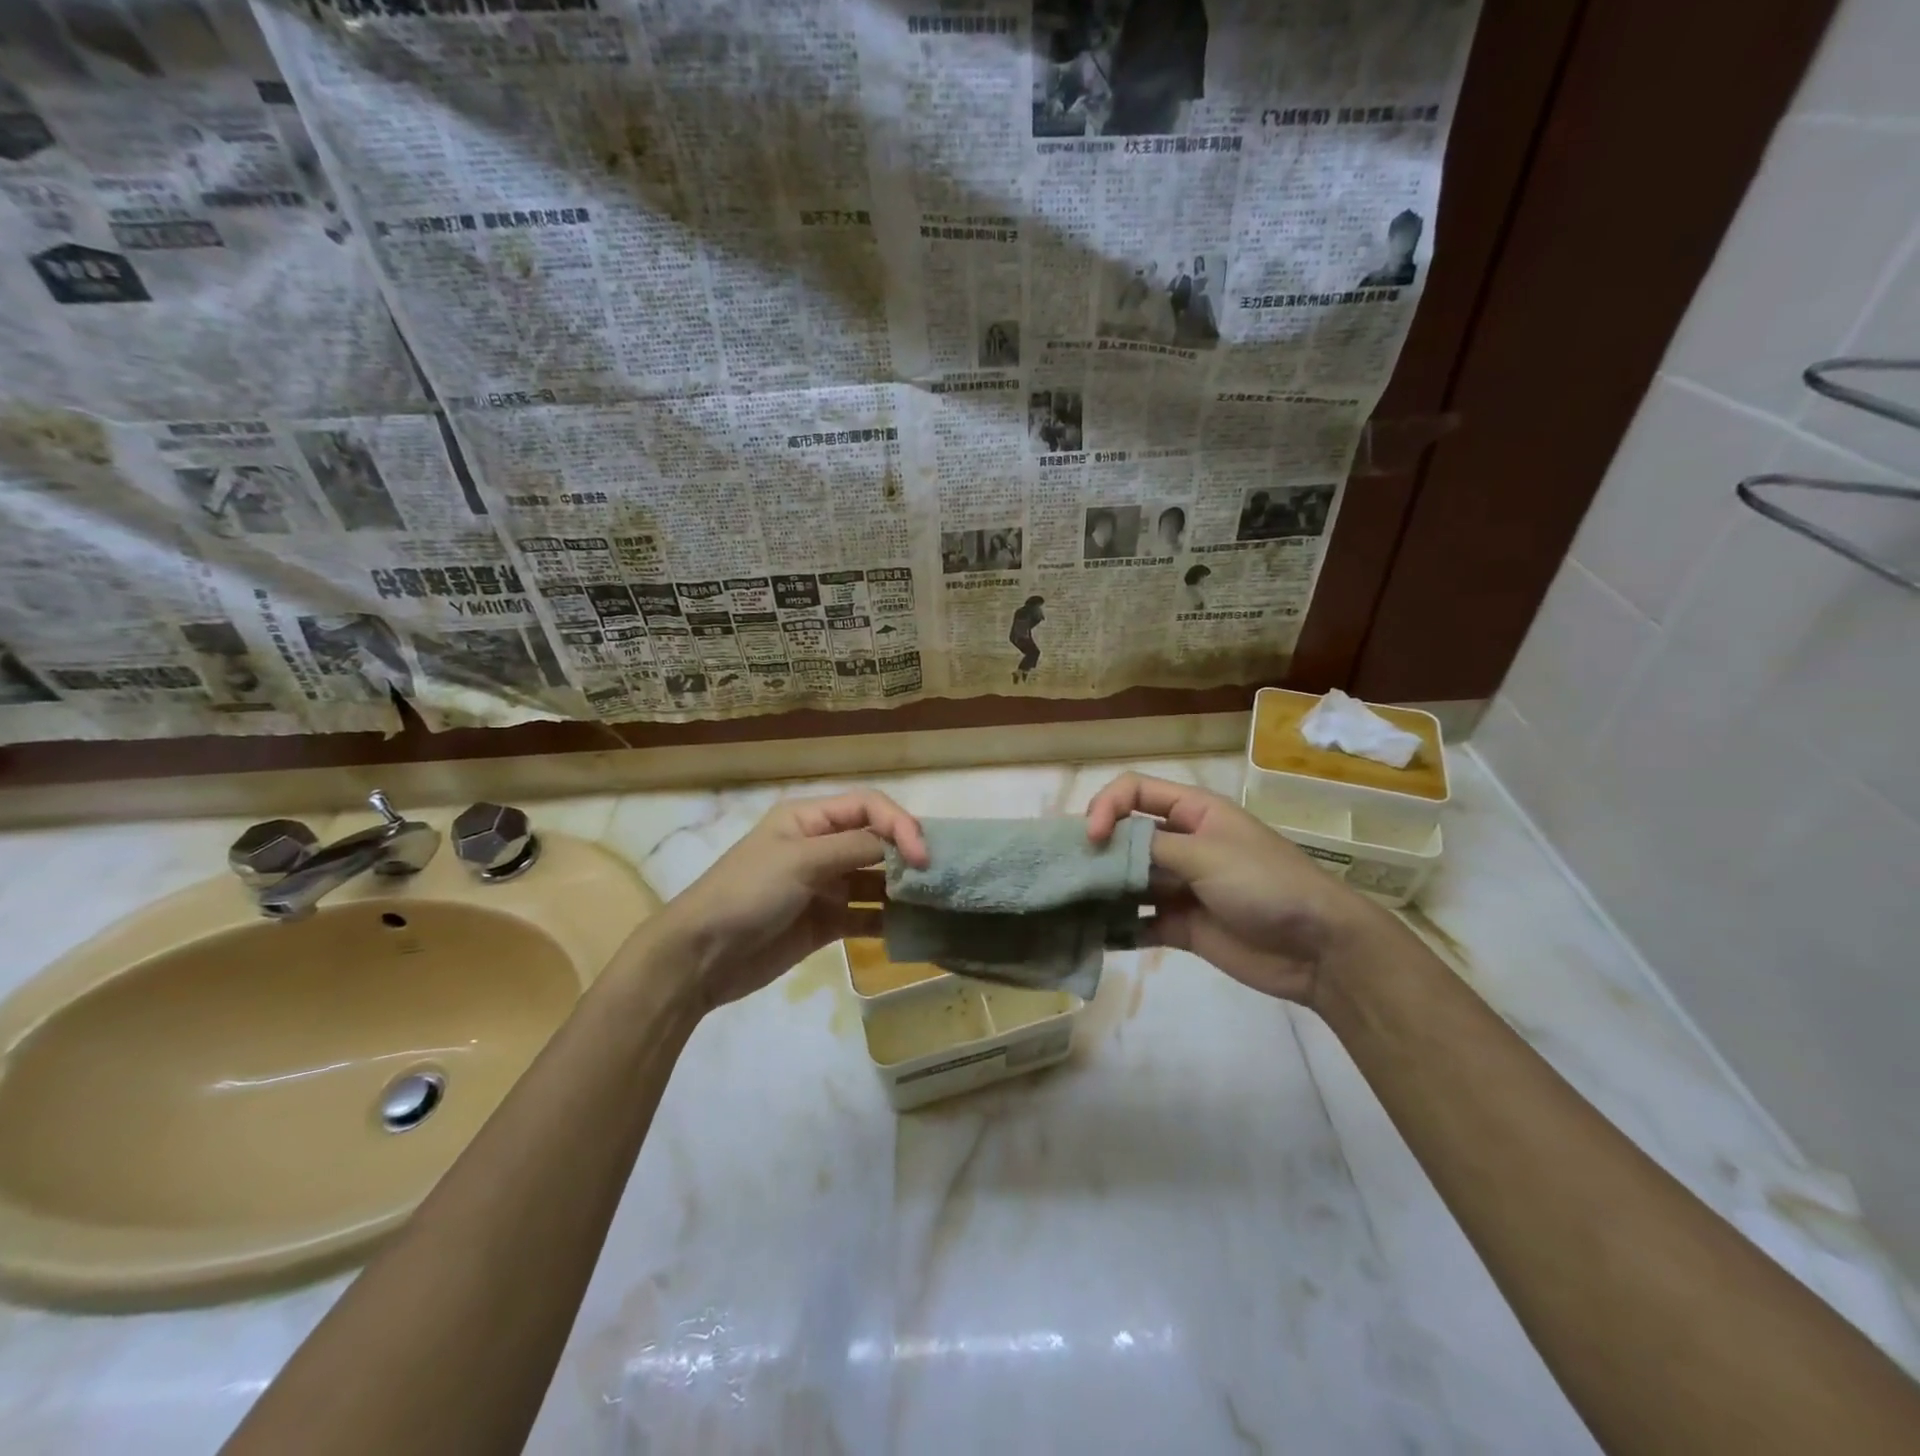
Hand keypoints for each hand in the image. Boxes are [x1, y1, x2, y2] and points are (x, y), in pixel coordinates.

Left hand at [654, 790, 927, 1010]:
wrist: (701, 956)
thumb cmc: (747, 893)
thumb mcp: (800, 860)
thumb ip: (855, 848)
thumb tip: (902, 844)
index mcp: (809, 819)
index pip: (868, 806)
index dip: (900, 824)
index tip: (921, 856)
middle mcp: (821, 846)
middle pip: (876, 841)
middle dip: (906, 854)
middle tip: (936, 877)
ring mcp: (825, 885)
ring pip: (875, 880)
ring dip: (902, 889)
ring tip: (933, 903)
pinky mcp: (826, 922)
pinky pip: (866, 916)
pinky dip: (888, 920)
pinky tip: (910, 929)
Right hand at [1085, 772, 1377, 1005]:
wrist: (1319, 948)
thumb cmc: (1265, 884)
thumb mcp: (1207, 854)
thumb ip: (1150, 849)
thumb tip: (1101, 848)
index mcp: (1192, 812)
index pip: (1134, 792)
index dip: (1106, 806)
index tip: (1093, 838)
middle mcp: (1181, 844)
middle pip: (1124, 837)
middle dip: (1096, 851)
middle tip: (1067, 873)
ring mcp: (1180, 886)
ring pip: (1127, 881)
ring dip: (1101, 891)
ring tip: (1070, 906)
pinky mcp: (1181, 925)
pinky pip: (1139, 922)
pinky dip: (1117, 928)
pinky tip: (1095, 937)